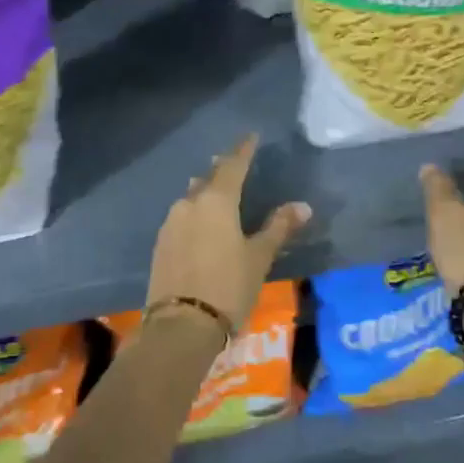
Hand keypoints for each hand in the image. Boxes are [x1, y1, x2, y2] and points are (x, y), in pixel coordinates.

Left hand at [146, 135, 310, 334]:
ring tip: (217, 191)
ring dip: (205, 191)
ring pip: (191, 198)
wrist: (181, 326)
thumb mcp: (259, 257)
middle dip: (222, 170)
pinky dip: (195, 214)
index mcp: (216, 201)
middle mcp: (189, 204)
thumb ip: (278, 228)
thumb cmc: (228, 286)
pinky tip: (201, 224)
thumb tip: (303, 206)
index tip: (251, 136)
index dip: (243, 150)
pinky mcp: (161, 244)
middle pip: (208, 179)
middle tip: (234, 163)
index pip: (233, 166)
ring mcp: (171, 224)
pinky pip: (182, 218)